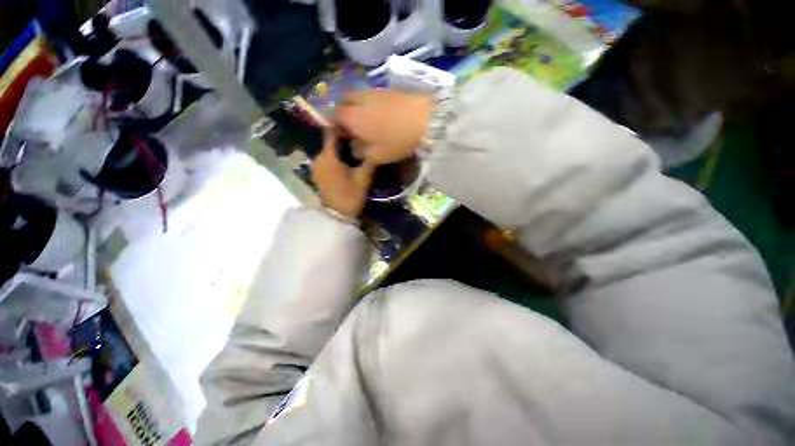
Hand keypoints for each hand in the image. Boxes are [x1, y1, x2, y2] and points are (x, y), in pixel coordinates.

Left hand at [312, 131, 375, 218]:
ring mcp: (316, 167)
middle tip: (358, 138)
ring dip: (339, 149)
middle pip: (330, 142)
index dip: (341, 126)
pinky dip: (335, 158)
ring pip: (328, 151)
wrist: (337, 215)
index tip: (354, 124)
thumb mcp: (363, 177)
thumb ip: (368, 160)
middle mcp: (318, 158)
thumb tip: (373, 146)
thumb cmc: (350, 195)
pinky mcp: (318, 174)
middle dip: (342, 138)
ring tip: (354, 149)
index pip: (331, 132)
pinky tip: (346, 162)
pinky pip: (326, 160)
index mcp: (328, 156)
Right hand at [335, 90, 432, 165]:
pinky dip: (371, 104)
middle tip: (353, 127)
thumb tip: (354, 150)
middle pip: (344, 101)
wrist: (425, 119)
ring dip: (358, 107)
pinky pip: (373, 95)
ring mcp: (375, 91)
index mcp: (352, 116)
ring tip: (368, 122)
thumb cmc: (397, 141)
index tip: (343, 136)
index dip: (336, 126)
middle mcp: (360, 99)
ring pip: (359, 96)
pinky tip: (382, 115)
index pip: (335, 116)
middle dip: (345, 113)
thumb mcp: (377, 156)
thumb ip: (361, 154)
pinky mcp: (389, 90)